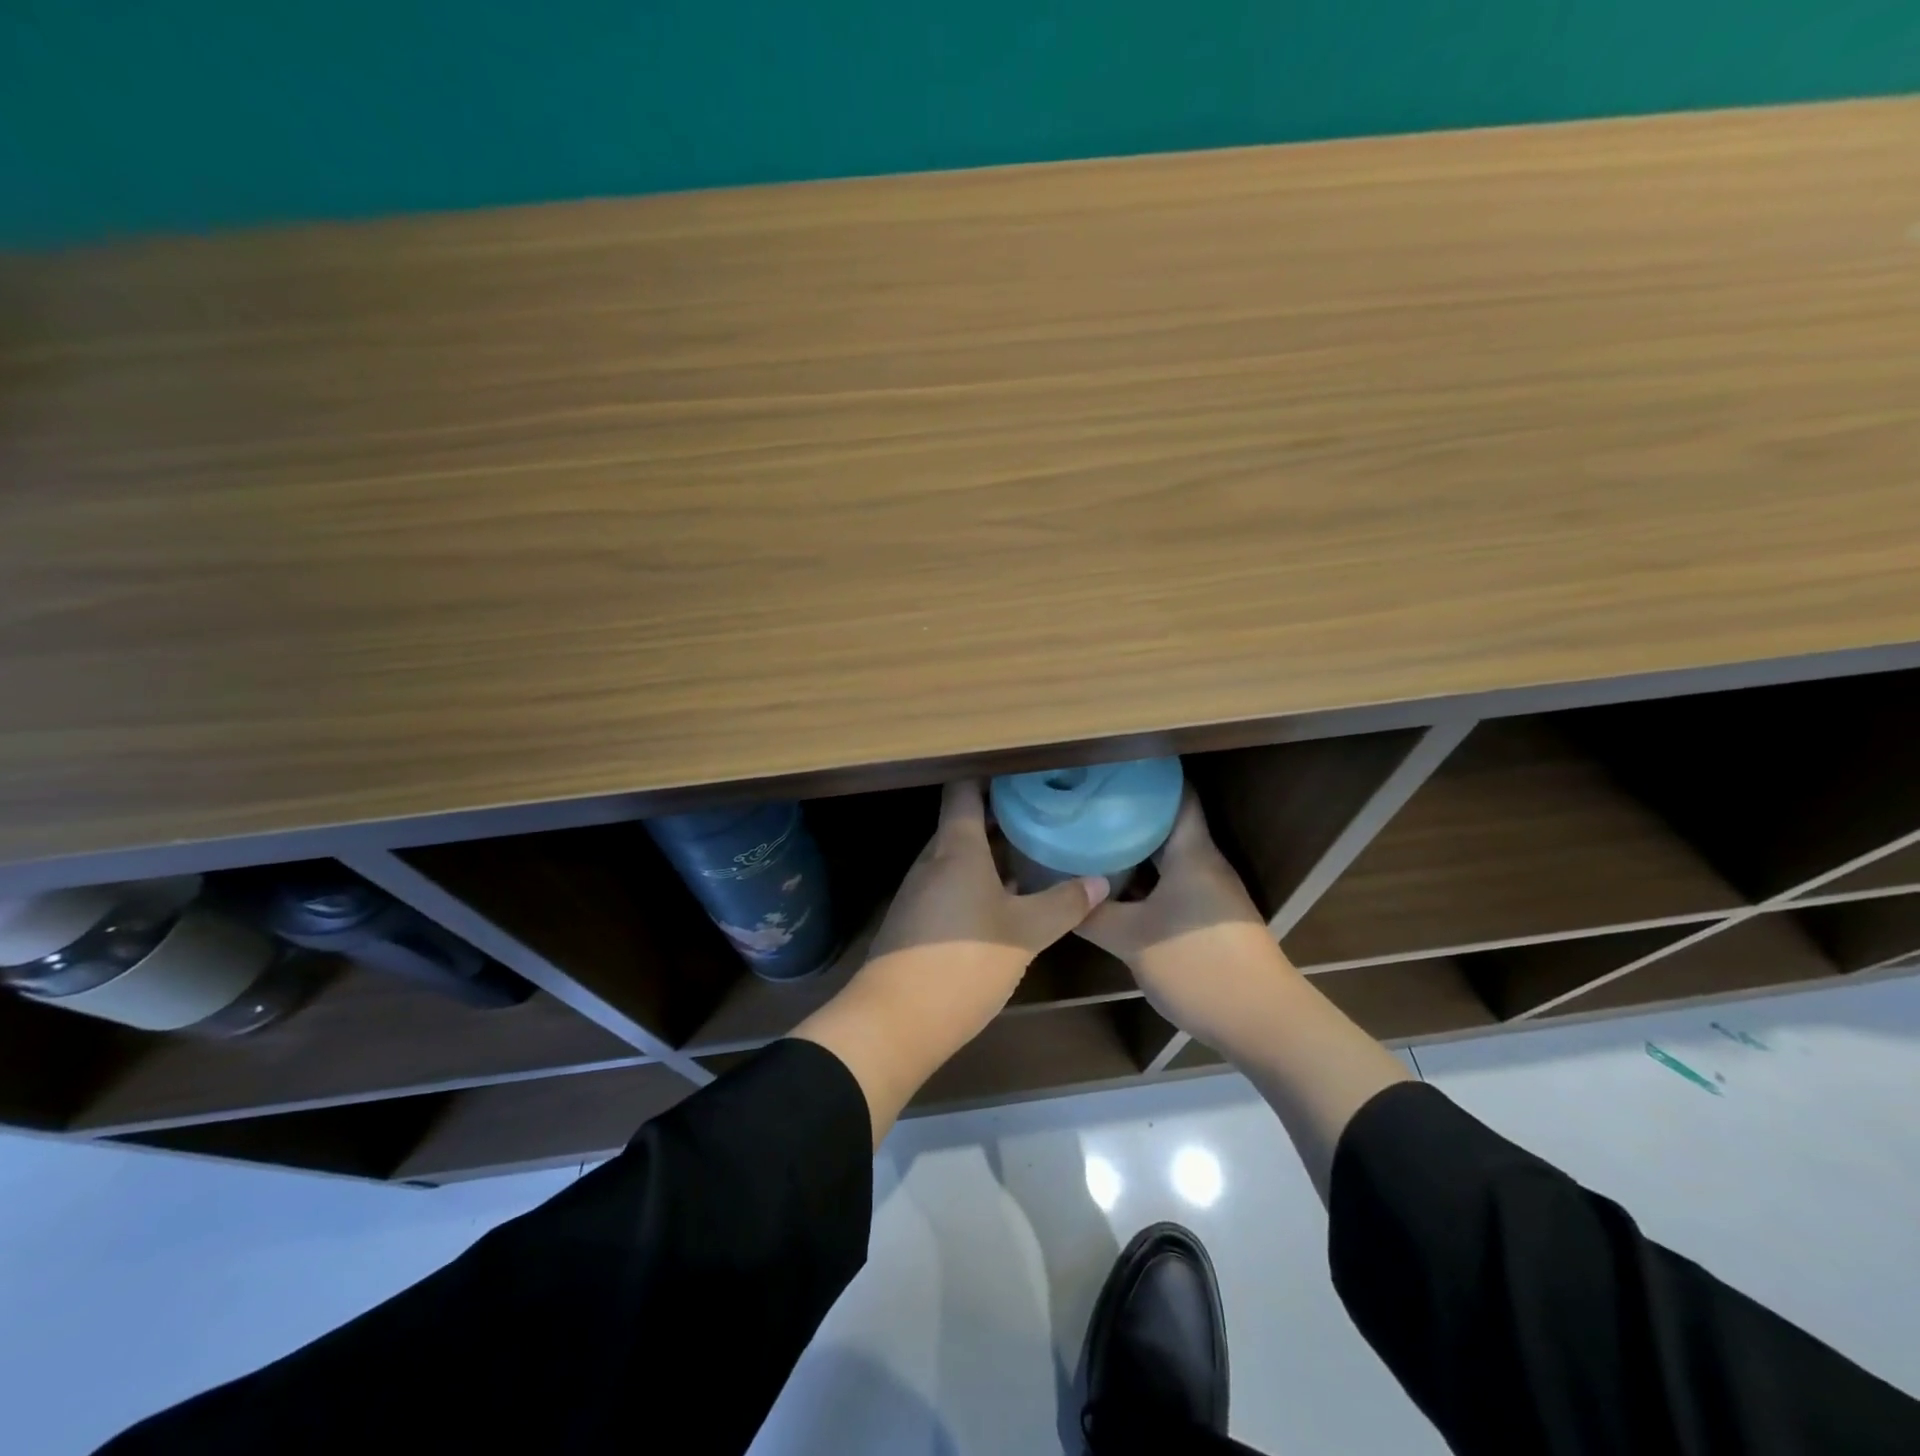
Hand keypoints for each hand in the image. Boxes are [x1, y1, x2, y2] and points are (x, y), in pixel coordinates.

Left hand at [866, 778, 1107, 1015]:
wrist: (894, 1021)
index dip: (990, 777)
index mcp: (956, 849)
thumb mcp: (1024, 934)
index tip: (1023, 775)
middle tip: (1042, 816)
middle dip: (1000, 818)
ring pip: (957, 858)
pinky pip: (949, 885)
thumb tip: (1099, 881)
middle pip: (962, 824)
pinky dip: (977, 882)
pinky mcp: (915, 921)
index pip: (964, 791)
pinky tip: (1005, 902)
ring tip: (1031, 855)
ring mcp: (919, 891)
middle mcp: (932, 861)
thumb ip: (1062, 904)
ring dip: (990, 854)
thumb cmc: (963, 962)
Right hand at [1077, 790, 1292, 1056]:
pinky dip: (1146, 879)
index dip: (1146, 778)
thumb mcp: (1132, 941)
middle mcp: (1205, 864)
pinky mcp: (1209, 918)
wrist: (1262, 1022)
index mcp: (1192, 853)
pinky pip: (1172, 883)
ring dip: (1135, 849)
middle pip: (1167, 824)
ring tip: (1091, 839)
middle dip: (1128, 813)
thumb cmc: (1198, 966)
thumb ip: (1093, 917)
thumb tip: (1058, 897)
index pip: (1177, 795)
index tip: (1108, 769)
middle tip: (1085, 806)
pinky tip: (1116, 888)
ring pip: (1168, 857)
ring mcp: (1210, 892)